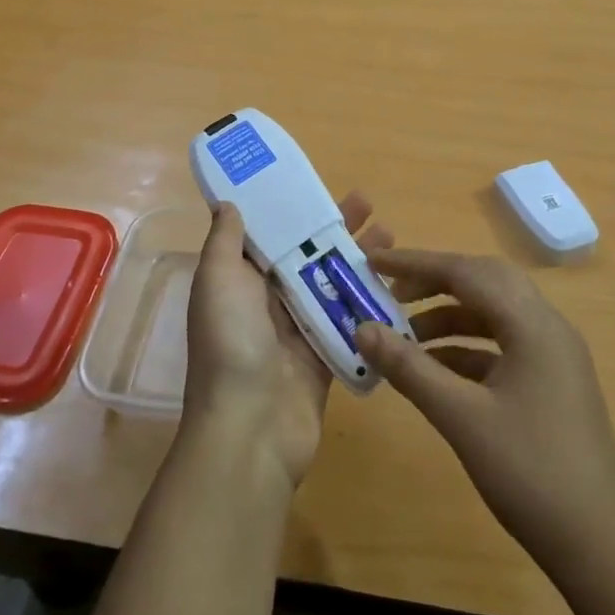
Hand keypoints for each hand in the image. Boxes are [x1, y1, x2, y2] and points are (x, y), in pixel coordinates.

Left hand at [183, 194, 393, 490]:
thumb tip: (227, 201)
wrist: (251, 429)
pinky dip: (369, 301)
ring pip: (332, 284)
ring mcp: (298, 330)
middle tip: (369, 203)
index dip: (292, 210)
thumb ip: (225, 240)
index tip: (318, 186)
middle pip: (307, 255)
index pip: (269, 235)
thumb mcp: (217, 280)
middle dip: (335, 228)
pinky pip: (349, 320)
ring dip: (359, 258)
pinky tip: (397, 282)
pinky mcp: (325, 354)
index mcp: (239, 281)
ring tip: (392, 233)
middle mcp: (268, 301)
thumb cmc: (231, 343)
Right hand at [355, 251, 614, 575]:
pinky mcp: (552, 383)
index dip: (416, 263)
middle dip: (434, 282)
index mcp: (533, 324)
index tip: (373, 261)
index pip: (467, 272)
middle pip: (484, 283)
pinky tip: (433, 370)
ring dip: (448, 317)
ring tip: (402, 335)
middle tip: (389, 292)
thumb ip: (409, 368)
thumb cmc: (530, 473)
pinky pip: (502, 346)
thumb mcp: (461, 417)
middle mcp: (548, 327)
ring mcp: (554, 356)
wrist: (599, 547)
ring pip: (493, 315)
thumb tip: (362, 328)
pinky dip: (465, 348)